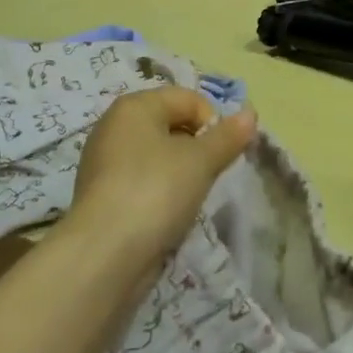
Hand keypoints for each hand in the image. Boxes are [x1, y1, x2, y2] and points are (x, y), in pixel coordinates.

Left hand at [63, 87, 255, 267]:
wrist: (105, 253)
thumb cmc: (156, 190)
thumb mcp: (201, 160)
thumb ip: (227, 136)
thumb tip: (250, 114)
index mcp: (134, 106)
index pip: (188, 98)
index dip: (212, 122)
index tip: (222, 154)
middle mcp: (114, 125)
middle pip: (171, 124)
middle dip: (197, 147)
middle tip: (209, 175)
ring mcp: (104, 161)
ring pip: (157, 155)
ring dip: (180, 172)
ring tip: (188, 197)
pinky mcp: (102, 194)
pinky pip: (142, 180)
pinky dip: (160, 191)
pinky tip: (167, 214)